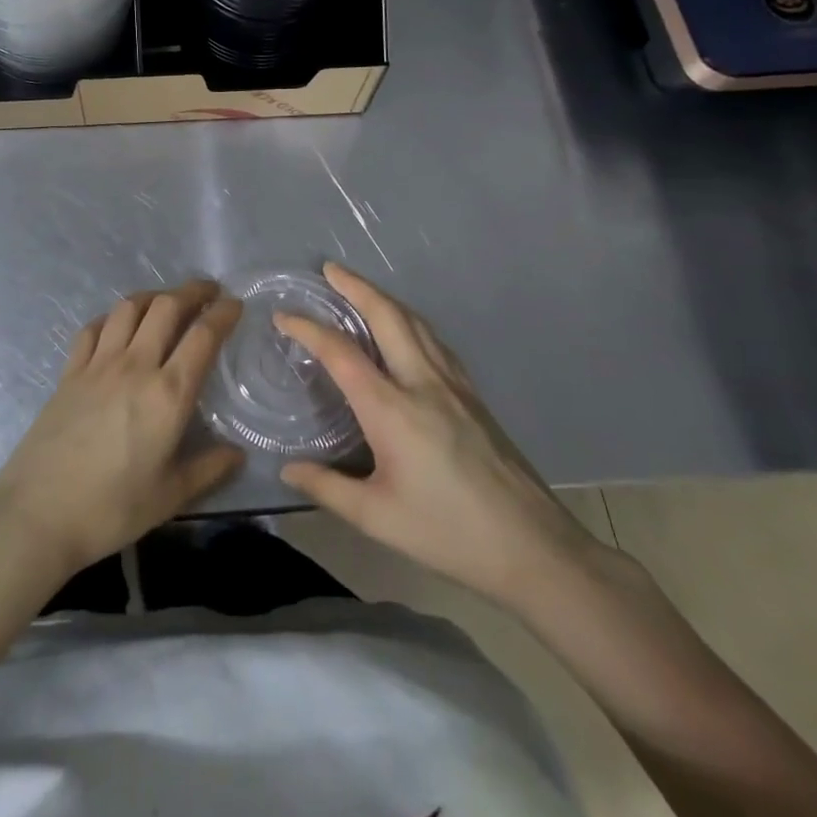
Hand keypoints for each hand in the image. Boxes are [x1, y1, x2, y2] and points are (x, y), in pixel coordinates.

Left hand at [0, 280, 244, 582]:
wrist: (38, 513)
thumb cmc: (112, 509)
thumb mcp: (170, 496)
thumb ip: (209, 469)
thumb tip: (237, 454)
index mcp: (168, 394)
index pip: (202, 336)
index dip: (222, 313)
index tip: (235, 304)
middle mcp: (135, 366)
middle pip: (166, 307)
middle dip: (192, 291)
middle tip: (208, 291)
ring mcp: (98, 364)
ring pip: (128, 308)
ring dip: (153, 296)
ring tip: (166, 302)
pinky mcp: (69, 372)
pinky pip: (93, 328)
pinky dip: (111, 318)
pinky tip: (117, 326)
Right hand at [277, 263, 609, 612]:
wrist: (534, 547)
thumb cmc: (448, 532)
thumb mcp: (377, 518)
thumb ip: (327, 487)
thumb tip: (287, 469)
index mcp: (392, 409)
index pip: (341, 353)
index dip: (308, 329)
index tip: (283, 316)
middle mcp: (422, 383)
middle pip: (387, 316)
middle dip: (356, 286)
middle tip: (329, 269)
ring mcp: (453, 385)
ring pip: (415, 323)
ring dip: (384, 298)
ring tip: (361, 290)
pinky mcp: (473, 395)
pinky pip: (434, 341)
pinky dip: (410, 321)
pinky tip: (406, 330)